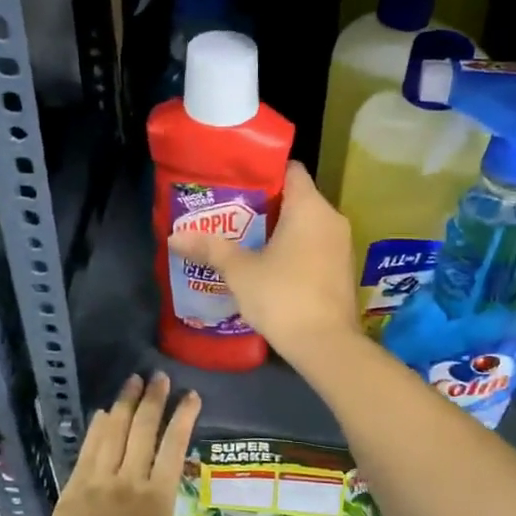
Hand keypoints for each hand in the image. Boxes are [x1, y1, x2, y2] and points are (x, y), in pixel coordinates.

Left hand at [39, 373, 215, 515]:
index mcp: (157, 498)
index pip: (174, 448)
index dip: (183, 419)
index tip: (191, 396)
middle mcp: (131, 479)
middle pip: (144, 430)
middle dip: (154, 400)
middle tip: (160, 377)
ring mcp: (101, 478)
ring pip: (115, 432)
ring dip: (125, 404)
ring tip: (133, 381)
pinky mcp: (76, 484)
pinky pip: (89, 448)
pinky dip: (97, 427)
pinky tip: (101, 412)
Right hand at [168, 161, 361, 366]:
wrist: (326, 345)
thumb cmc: (282, 296)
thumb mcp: (240, 271)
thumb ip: (210, 248)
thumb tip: (173, 237)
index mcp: (309, 207)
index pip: (290, 169)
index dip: (263, 172)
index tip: (237, 183)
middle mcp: (331, 218)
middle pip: (297, 198)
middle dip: (265, 205)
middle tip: (231, 214)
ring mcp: (341, 245)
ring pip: (306, 225)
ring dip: (279, 230)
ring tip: (244, 240)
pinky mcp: (342, 270)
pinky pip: (315, 246)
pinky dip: (294, 249)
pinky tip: (268, 265)